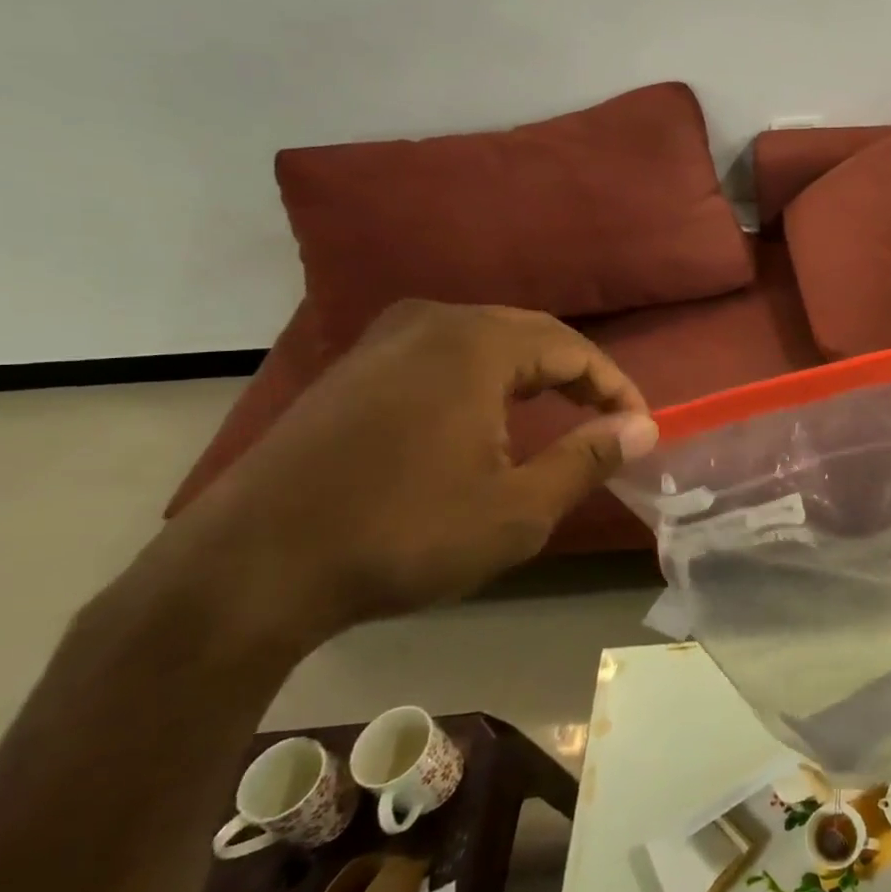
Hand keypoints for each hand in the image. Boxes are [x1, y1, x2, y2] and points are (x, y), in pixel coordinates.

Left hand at [149, 301, 657, 647]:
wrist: (248, 569)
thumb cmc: (402, 534)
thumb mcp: (517, 510)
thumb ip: (588, 459)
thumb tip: (643, 428)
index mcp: (476, 344)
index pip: (573, 349)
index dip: (616, 388)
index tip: (641, 428)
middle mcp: (431, 322)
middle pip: (531, 334)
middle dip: (578, 374)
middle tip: (608, 419)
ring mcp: (383, 341)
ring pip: (485, 341)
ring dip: (532, 373)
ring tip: (559, 413)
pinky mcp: (352, 369)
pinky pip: (442, 355)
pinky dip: (483, 379)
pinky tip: (485, 417)